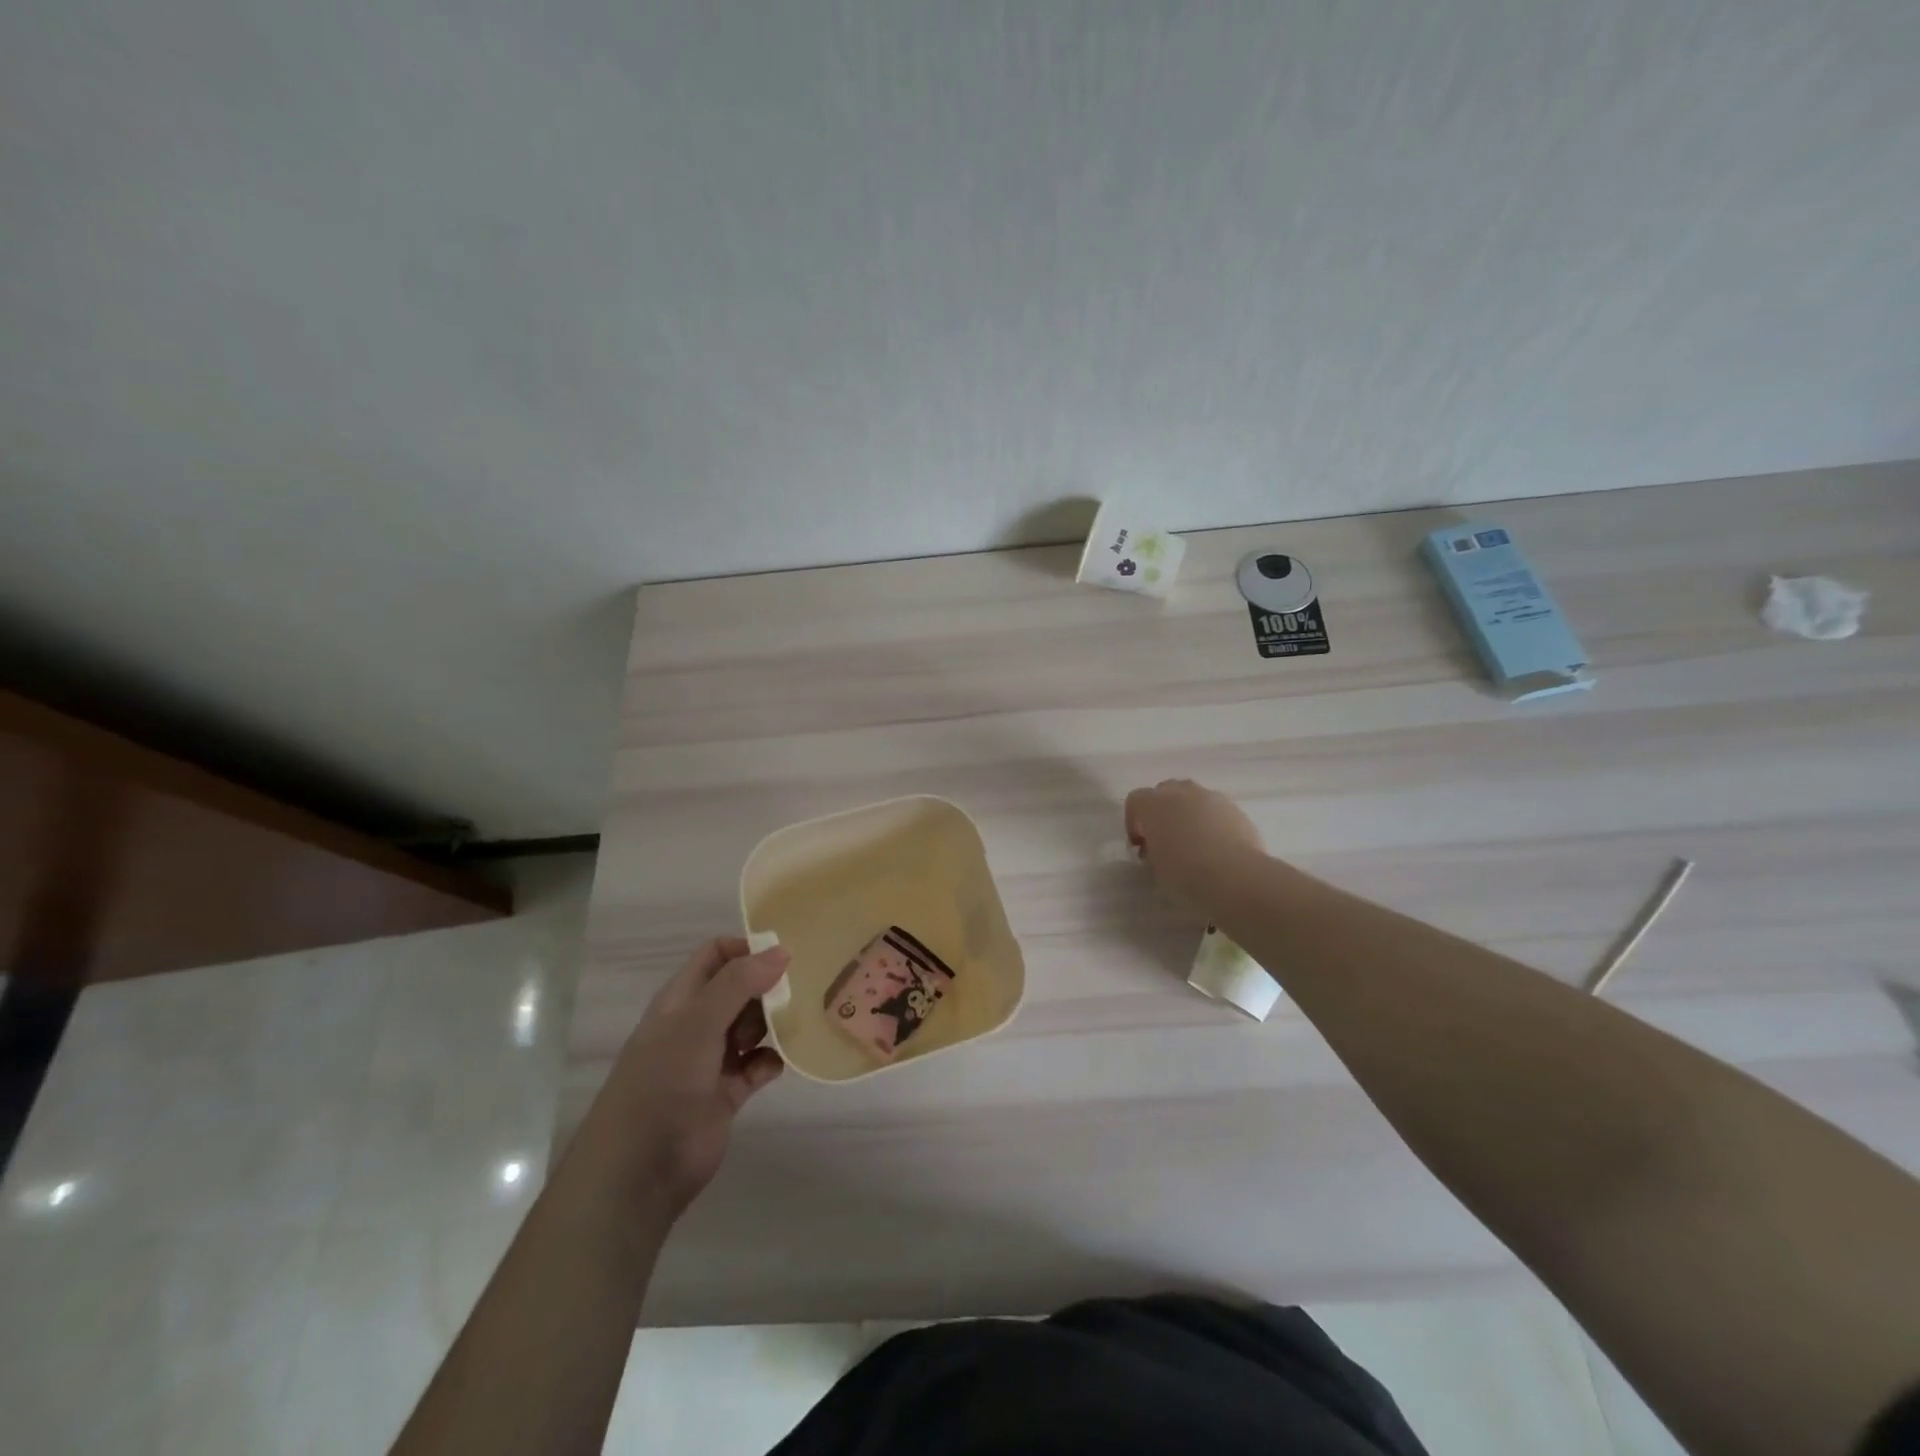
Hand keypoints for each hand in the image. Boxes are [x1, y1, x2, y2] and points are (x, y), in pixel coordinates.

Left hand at [597, 937, 787, 1217]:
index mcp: (682, 999)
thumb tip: (782, 950)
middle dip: (769, 985)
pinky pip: (759, 1065)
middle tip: (801, 989)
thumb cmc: (662, 1082)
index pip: (716, 955)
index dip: (747, 949)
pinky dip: (773, 1060)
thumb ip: (739, 983)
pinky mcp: (727, 1093)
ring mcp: (712, 1059)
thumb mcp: (698, 1023)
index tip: (784, 955)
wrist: (639, 1170)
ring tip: (800, 1020)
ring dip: (775, 1022)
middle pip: (740, 989)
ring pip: (752, 1026)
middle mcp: (697, 1023)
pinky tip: (784, 1061)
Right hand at [1124, 778, 1265, 917]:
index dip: (1134, 823)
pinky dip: (1212, 823)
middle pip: (1165, 792)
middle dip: (1162, 812)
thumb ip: (1152, 851)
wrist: (1236, 878)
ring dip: (1188, 815)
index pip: (1135, 801)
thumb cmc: (1186, 874)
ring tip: (1194, 845)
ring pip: (1193, 798)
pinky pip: (1216, 810)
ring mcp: (1212, 798)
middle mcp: (1182, 792)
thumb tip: (1157, 848)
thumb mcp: (1155, 867)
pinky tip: (1217, 848)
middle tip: (1165, 841)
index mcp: (1154, 804)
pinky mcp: (1236, 810)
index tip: (1140, 846)